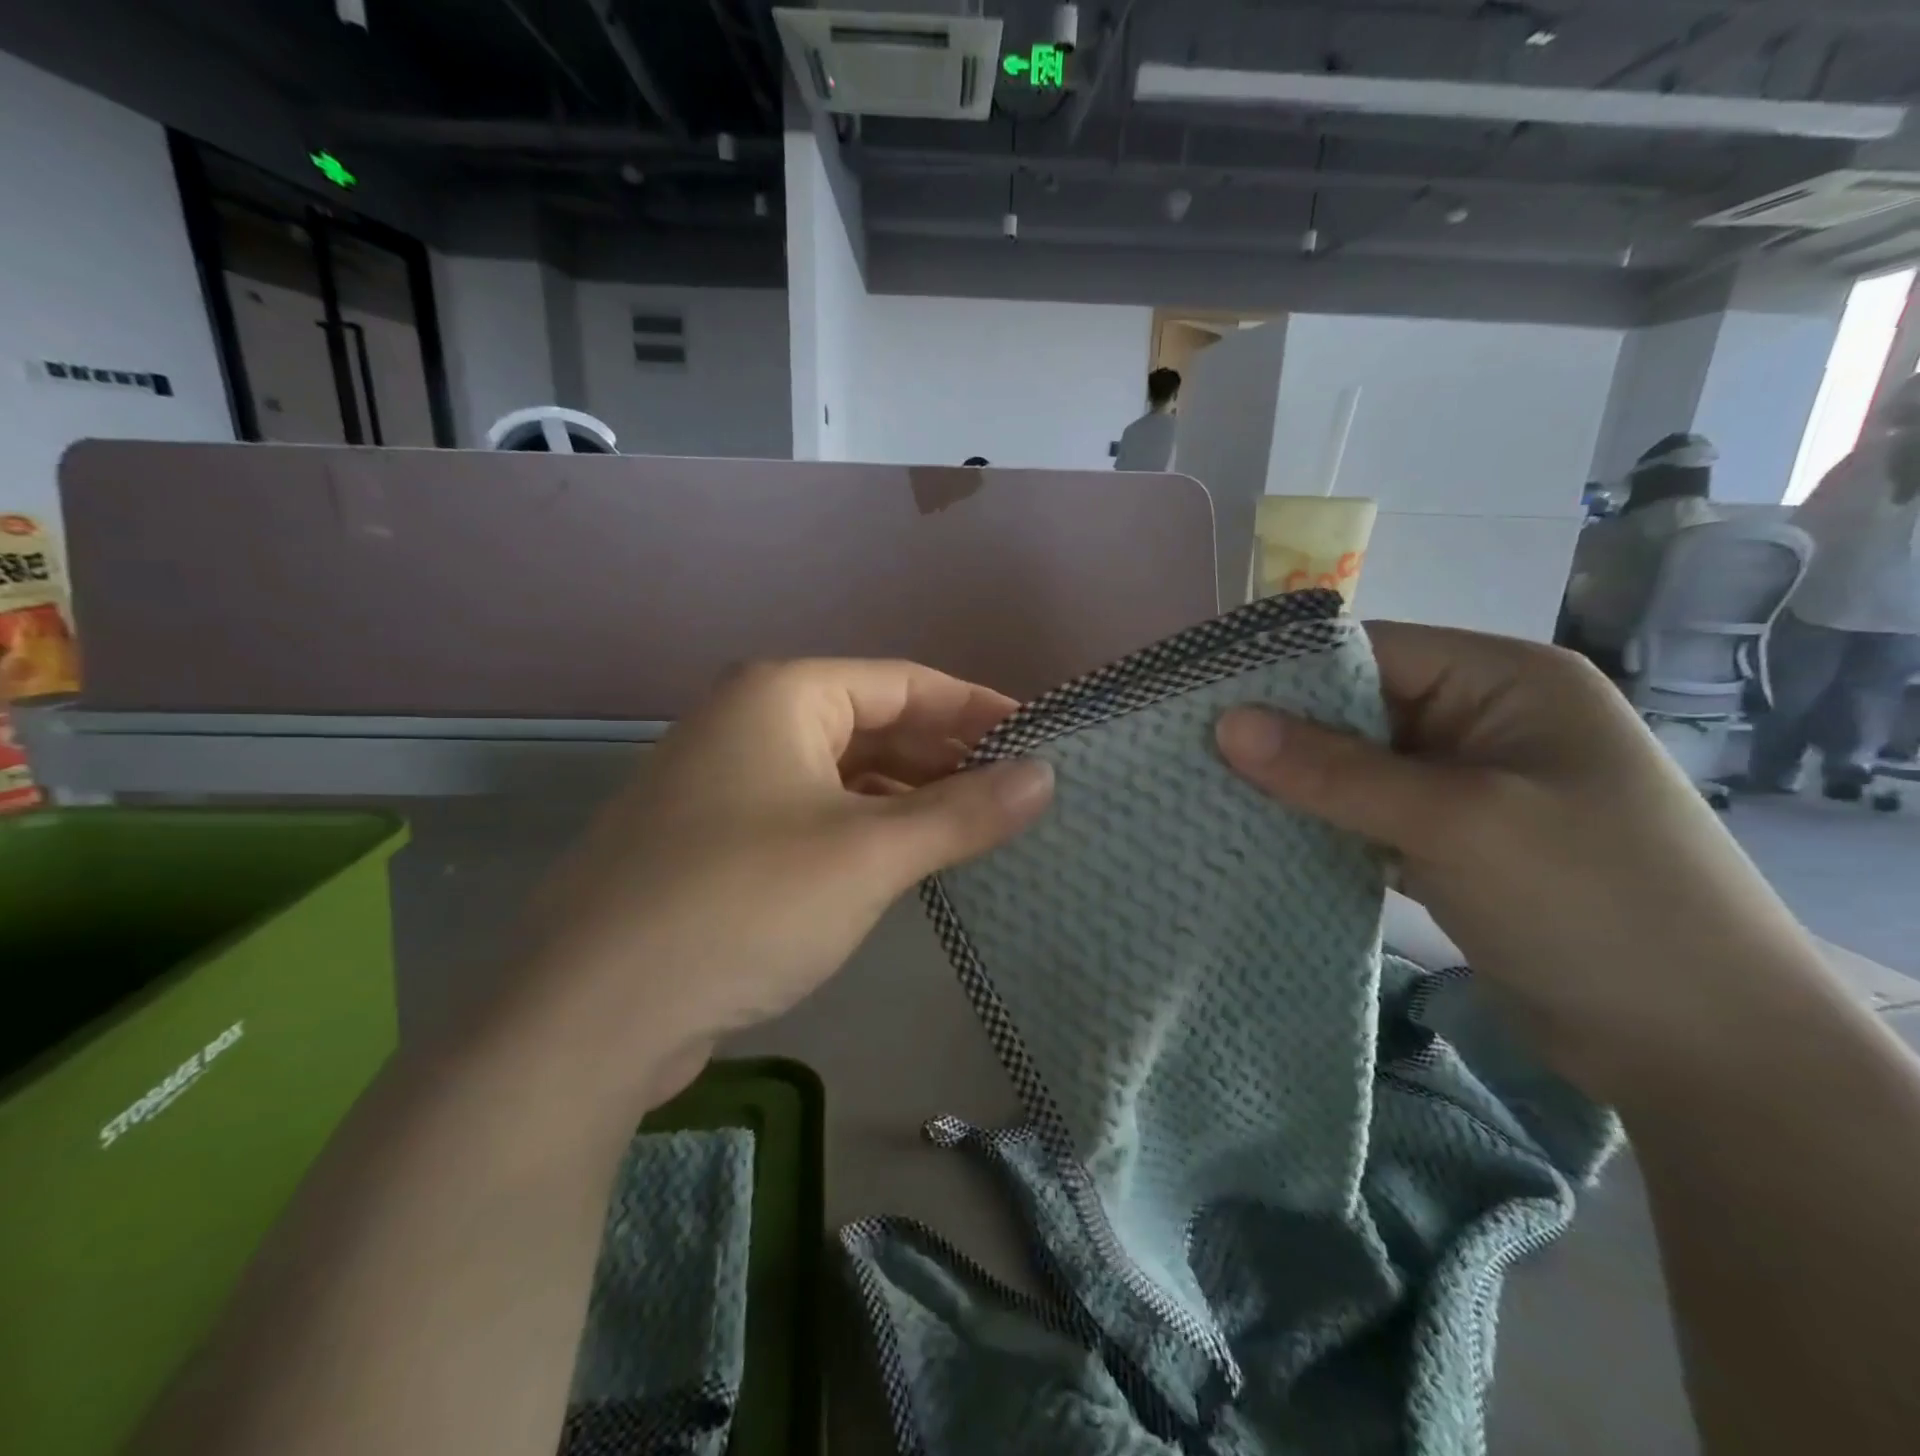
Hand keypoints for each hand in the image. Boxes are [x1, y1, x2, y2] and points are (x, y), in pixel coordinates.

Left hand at [501, 660, 1054, 1108]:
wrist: (589, 1014)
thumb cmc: (742, 904)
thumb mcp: (868, 854)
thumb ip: (962, 812)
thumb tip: (1046, 777)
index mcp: (781, 694)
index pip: (904, 682)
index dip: (977, 707)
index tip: (1040, 737)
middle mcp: (748, 722)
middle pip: (872, 723)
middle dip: (945, 755)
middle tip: (1017, 791)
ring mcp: (726, 781)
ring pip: (842, 773)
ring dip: (907, 797)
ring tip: (977, 827)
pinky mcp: (716, 839)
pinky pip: (812, 814)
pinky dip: (864, 829)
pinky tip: (905, 861)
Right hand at [1215, 622, 1822, 1103]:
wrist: (1702, 1050)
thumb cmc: (1593, 903)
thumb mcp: (1457, 821)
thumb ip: (1335, 771)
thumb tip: (1226, 724)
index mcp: (1503, 681)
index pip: (1369, 651)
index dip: (1285, 673)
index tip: (1204, 704)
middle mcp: (1483, 720)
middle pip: (1356, 709)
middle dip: (1282, 736)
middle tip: (1195, 757)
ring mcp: (1467, 785)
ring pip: (1355, 768)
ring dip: (1296, 785)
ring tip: (1215, 795)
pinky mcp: (1451, 842)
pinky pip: (1367, 816)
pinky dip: (1321, 826)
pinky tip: (1264, 837)